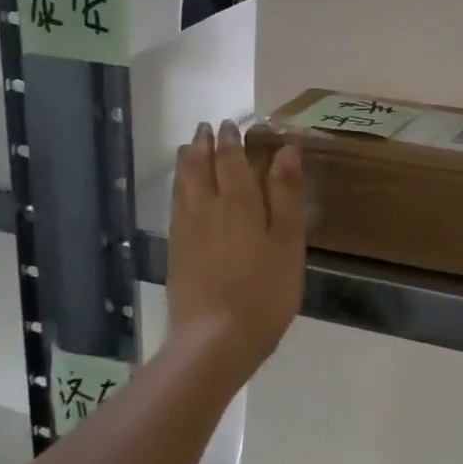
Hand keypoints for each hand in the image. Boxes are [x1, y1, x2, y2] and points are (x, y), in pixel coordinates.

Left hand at [167, 121, 305, 380]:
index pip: (231, 161)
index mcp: (239, 203)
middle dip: (204, 146)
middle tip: (205, 128)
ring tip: (189, 149)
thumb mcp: (288, 242)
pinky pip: (175, 208)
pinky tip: (180, 193)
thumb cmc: (264, 290)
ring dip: (187, 163)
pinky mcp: (177, 253)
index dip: (231, 141)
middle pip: (201, 168)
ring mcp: (187, 232)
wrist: (216, 339)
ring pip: (183, 186)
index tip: (230, 124)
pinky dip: (178, 190)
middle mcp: (208, 209)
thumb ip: (286, 194)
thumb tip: (286, 149)